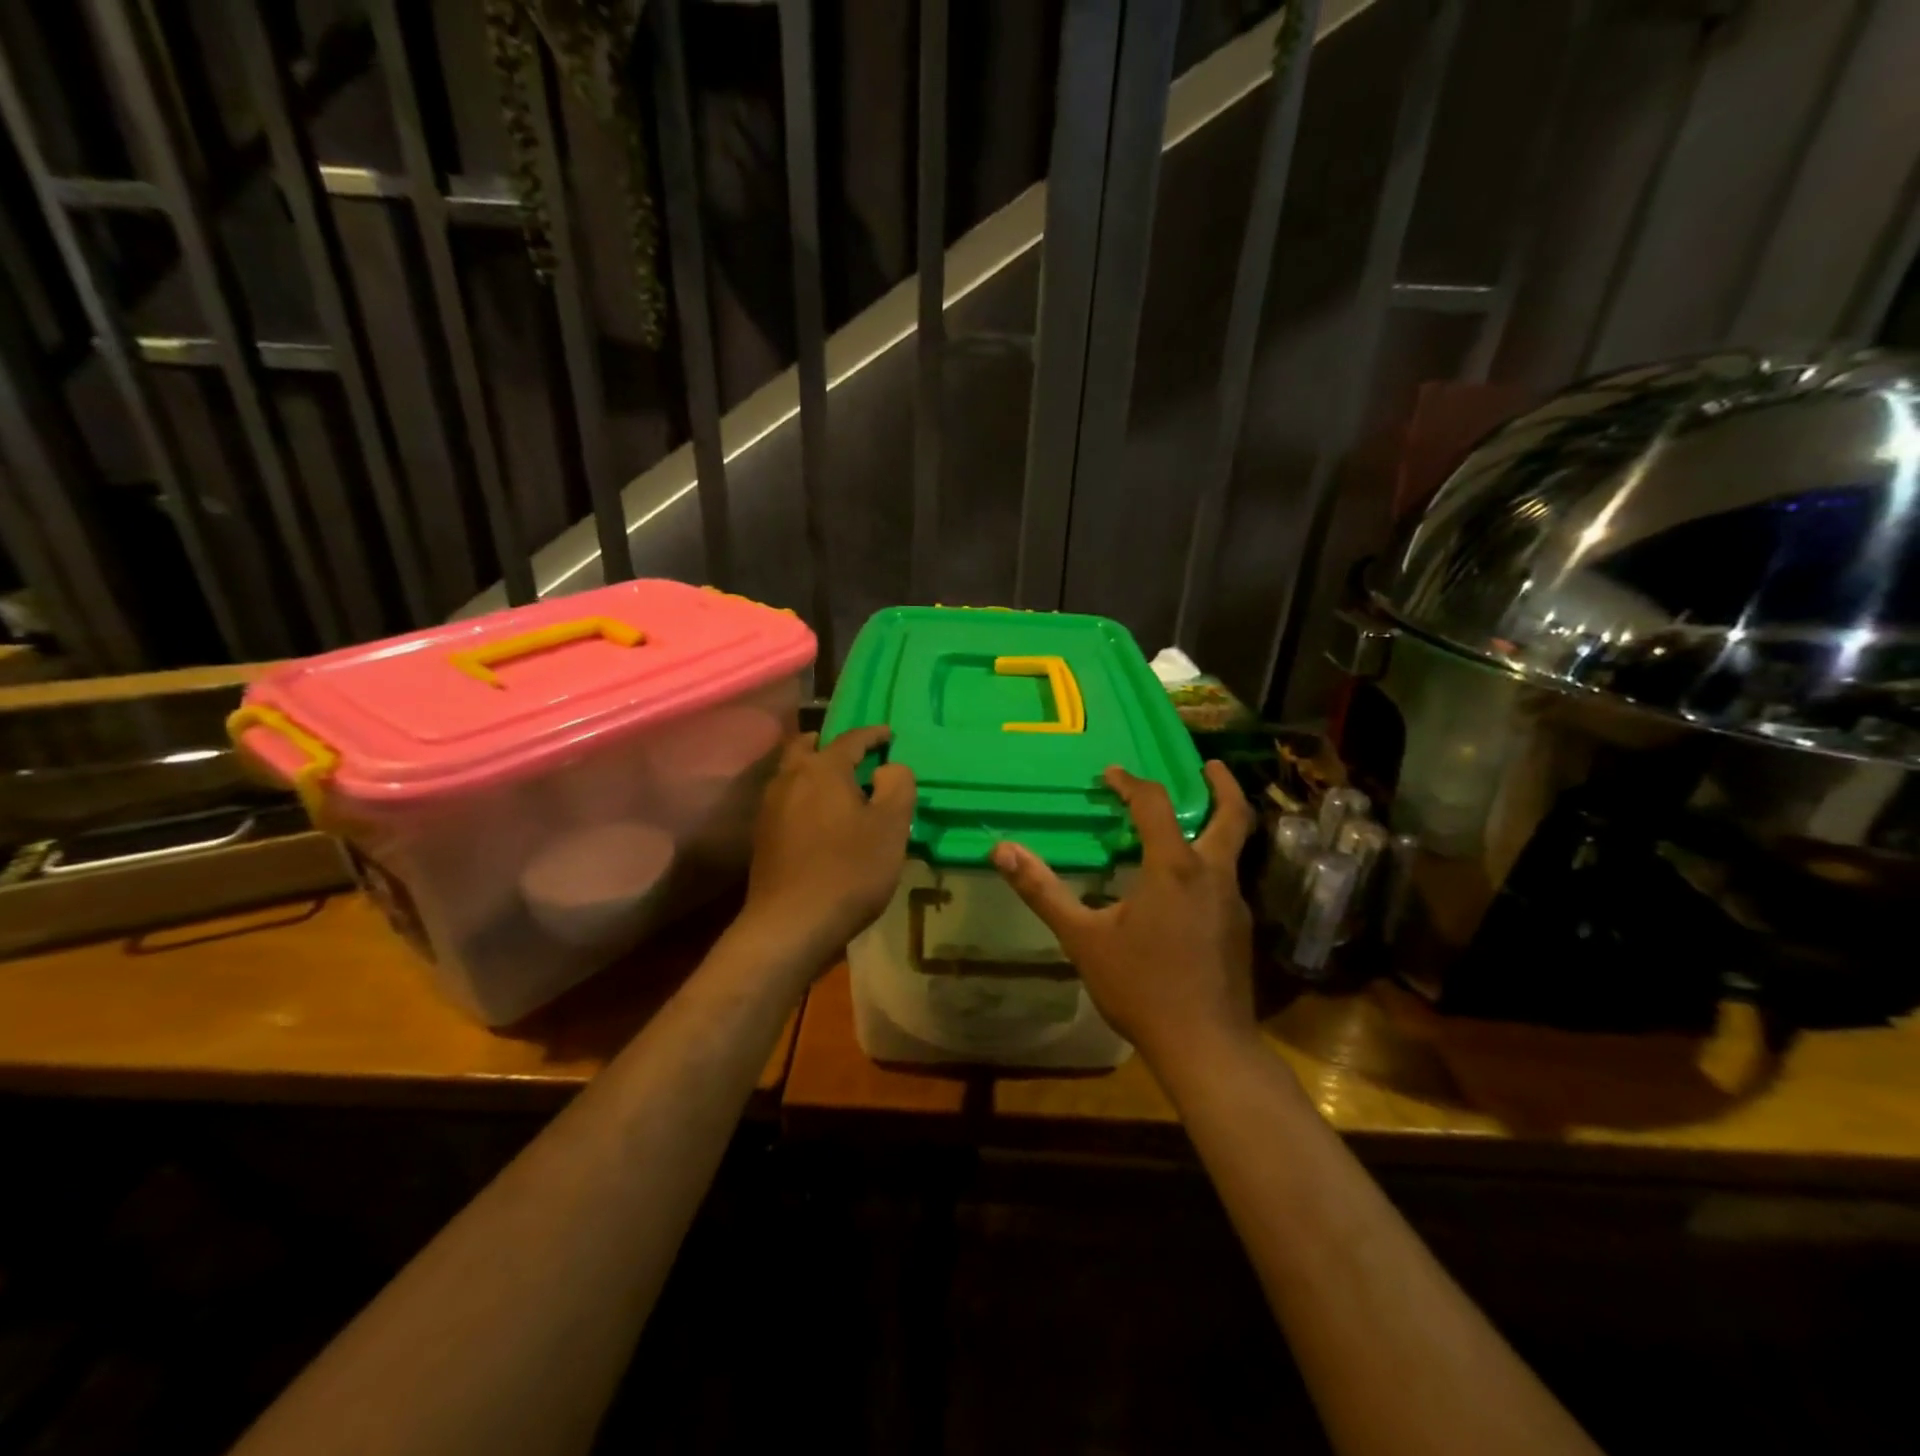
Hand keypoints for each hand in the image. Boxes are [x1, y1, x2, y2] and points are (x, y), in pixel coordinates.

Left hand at [740, 725, 915, 966]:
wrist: (790, 925)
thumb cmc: (848, 871)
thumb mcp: (891, 827)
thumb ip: (898, 786)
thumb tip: (888, 767)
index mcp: (822, 769)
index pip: (850, 739)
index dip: (873, 734)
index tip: (890, 735)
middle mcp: (790, 779)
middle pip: (807, 747)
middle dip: (830, 744)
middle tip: (853, 753)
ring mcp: (770, 808)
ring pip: (792, 773)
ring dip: (813, 769)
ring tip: (838, 785)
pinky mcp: (763, 836)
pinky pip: (786, 799)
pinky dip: (804, 795)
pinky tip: (819, 817)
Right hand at [991, 762, 1255, 1067]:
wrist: (1206, 1047)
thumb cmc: (1141, 987)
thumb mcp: (1083, 938)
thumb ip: (1043, 891)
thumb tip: (1002, 850)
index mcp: (1175, 867)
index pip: (1155, 805)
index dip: (1131, 784)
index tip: (1110, 776)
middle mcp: (1212, 875)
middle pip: (1232, 816)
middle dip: (1223, 785)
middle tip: (1206, 765)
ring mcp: (1233, 903)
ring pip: (1232, 849)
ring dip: (1216, 824)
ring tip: (1188, 821)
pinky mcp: (1240, 929)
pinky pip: (1225, 880)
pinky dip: (1209, 862)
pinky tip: (1184, 886)